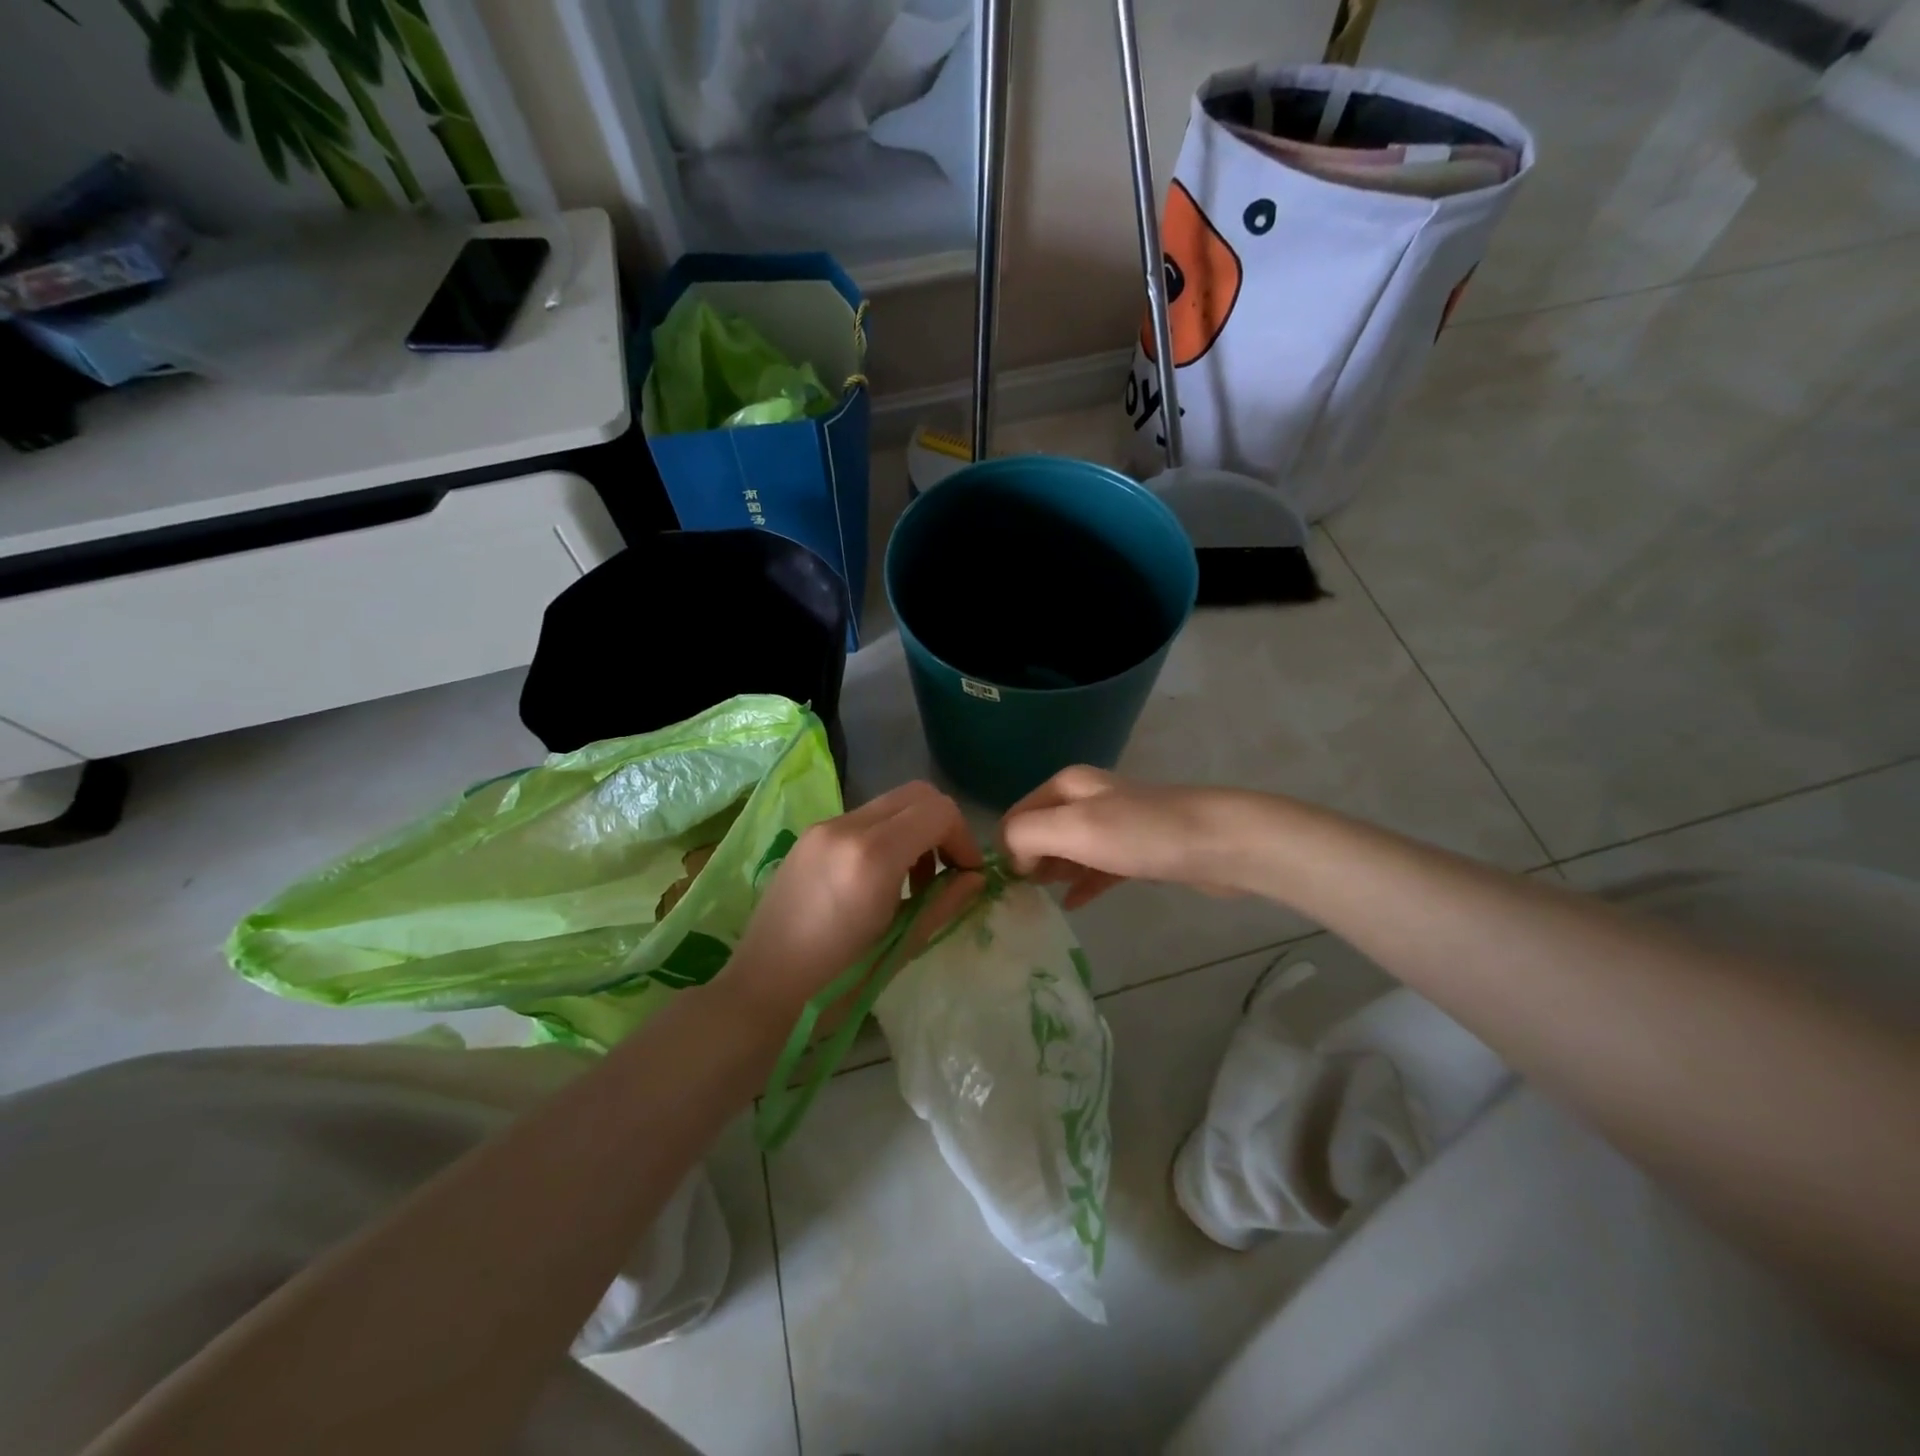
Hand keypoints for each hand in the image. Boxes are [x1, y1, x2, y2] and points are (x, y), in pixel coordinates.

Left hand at [725, 781, 983, 1018]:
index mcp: (872, 855)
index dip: (963, 839)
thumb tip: (976, 878)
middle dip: (942, 827)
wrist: (759, 993)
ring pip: (889, 804)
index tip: (967, 876)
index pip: (938, 812)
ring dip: (914, 830)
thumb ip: (943, 904)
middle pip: (916, 795)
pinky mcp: (808, 836)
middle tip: (946, 872)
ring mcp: (823, 827)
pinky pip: (862, 819)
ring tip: (913, 882)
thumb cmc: (835, 984)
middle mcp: (846, 827)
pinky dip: (886, 835)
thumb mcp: (900, 948)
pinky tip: (879, 880)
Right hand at [1000, 766, 1244, 908]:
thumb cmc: (1142, 833)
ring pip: (1070, 849)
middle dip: (1027, 860)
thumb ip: (1028, 834)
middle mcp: (1088, 799)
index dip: (1007, 847)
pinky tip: (1073, 905)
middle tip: (1021, 899)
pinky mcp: (1138, 851)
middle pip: (1042, 830)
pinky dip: (1082, 883)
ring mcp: (1115, 825)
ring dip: (1053, 872)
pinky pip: (1098, 867)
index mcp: (1068, 787)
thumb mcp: (1075, 828)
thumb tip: (1011, 857)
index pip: (1018, 814)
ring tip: (1039, 901)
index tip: (1010, 886)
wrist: (1220, 843)